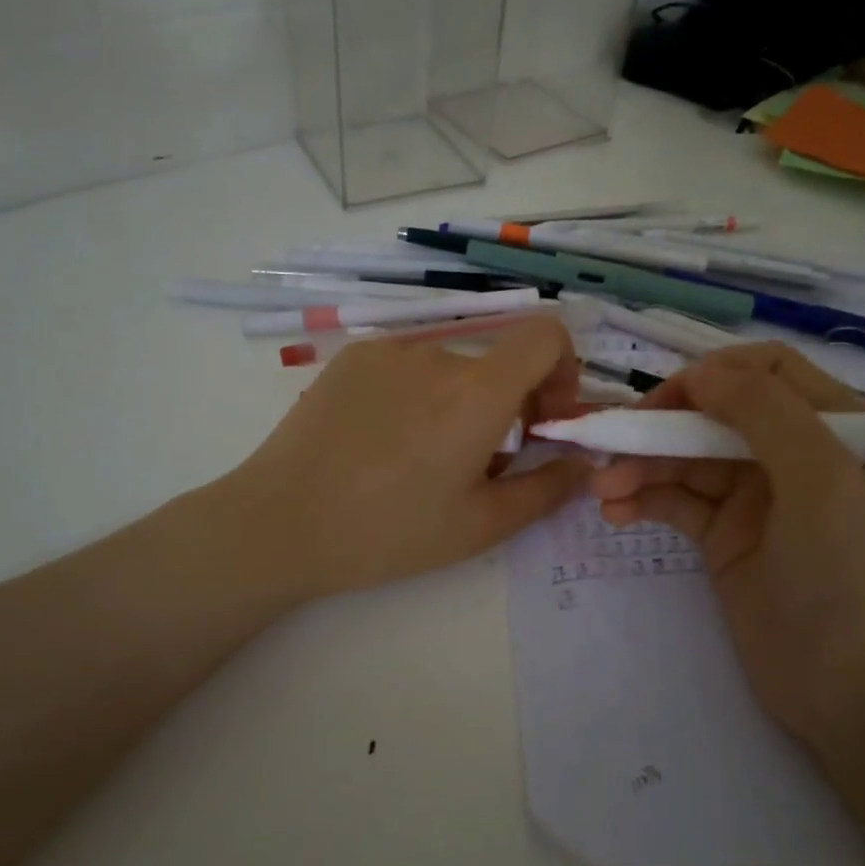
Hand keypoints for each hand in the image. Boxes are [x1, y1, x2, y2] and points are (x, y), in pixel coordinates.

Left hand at [227, 317, 589, 599]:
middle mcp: (437, 354)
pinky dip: (418, 393)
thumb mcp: (481, 525)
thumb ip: (547, 489)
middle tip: (481, 462)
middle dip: (509, 404)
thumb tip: (584, 463)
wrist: (280, 522)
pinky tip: (384, 440)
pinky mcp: (352, 356)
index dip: (563, 369)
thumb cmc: (388, 532)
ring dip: (460, 402)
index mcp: (478, 391)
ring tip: (423, 458)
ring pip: (452, 367)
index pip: (546, 334)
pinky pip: (409, 365)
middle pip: (498, 361)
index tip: (544, 419)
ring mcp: (389, 350)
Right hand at [587, 343, 864, 759]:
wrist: (848, 693)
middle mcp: (792, 450)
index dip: (713, 374)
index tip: (667, 401)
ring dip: (642, 465)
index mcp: (833, 426)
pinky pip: (676, 500)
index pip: (766, 369)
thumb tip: (701, 375)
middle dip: (661, 424)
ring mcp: (754, 494)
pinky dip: (643, 500)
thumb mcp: (820, 479)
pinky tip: (615, 513)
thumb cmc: (845, 576)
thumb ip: (764, 412)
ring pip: (686, 457)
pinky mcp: (724, 534)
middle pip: (714, 412)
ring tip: (602, 491)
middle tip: (611, 442)